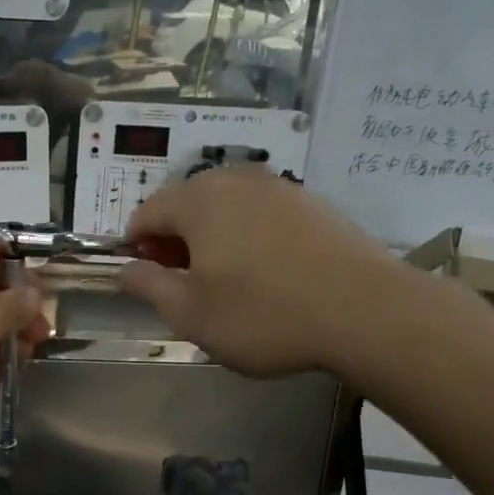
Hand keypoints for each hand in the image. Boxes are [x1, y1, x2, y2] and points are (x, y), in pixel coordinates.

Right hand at [119, 168, 422, 381]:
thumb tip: (127, 269)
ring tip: (223, 279)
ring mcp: (281, 188)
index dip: (135, 244)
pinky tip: (264, 272)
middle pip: (187, 204)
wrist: (366, 311)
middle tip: (181, 282)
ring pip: (227, 207)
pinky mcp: (314, 204)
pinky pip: (262, 214)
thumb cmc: (263, 314)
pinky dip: (249, 236)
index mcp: (199, 200)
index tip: (144, 276)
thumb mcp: (191, 313)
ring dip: (212, 237)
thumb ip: (149, 286)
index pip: (148, 211)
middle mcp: (237, 180)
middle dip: (174, 239)